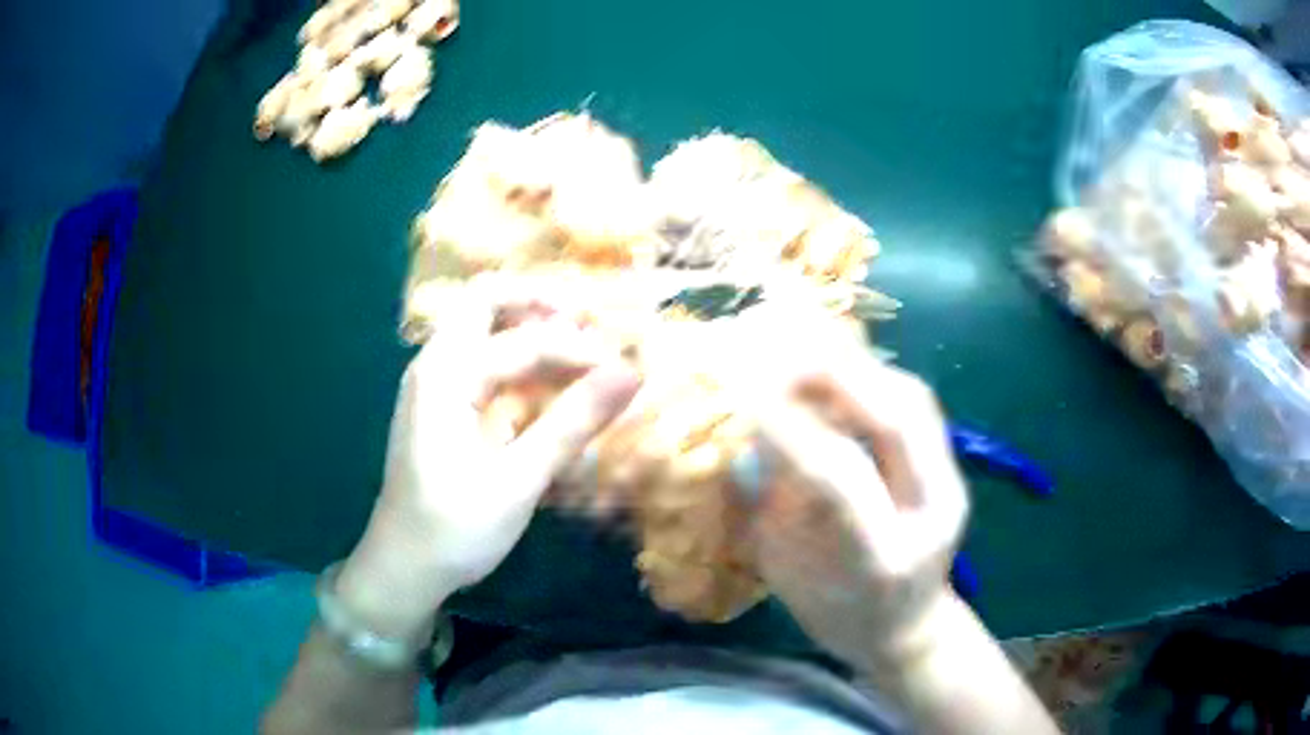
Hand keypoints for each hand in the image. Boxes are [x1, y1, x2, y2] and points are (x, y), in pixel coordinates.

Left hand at [337, 294, 641, 637]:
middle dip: (541, 306)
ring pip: (484, 328)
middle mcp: (435, 365)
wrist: (403, 567)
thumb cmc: (454, 529)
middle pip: (487, 302)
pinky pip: (482, 361)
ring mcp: (435, 383)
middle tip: (590, 326)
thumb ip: (572, 423)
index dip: (578, 350)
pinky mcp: (441, 405)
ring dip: (531, 330)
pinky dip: (518, 361)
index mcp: (445, 375)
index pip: (524, 341)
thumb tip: (631, 374)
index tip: (624, 371)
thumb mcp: (518, 480)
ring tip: (580, 353)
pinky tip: (548, 386)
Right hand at [732, 314, 968, 668]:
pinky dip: (874, 378)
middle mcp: (931, 516)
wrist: (907, 629)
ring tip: (805, 347)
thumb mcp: (790, 572)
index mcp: (881, 561)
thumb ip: (776, 503)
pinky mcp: (953, 469)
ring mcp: (952, 487)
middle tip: (777, 346)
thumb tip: (754, 430)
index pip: (841, 480)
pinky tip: (840, 370)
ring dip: (857, 365)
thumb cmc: (836, 615)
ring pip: (913, 401)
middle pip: (897, 419)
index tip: (743, 390)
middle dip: (834, 372)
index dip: (791, 428)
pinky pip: (915, 404)